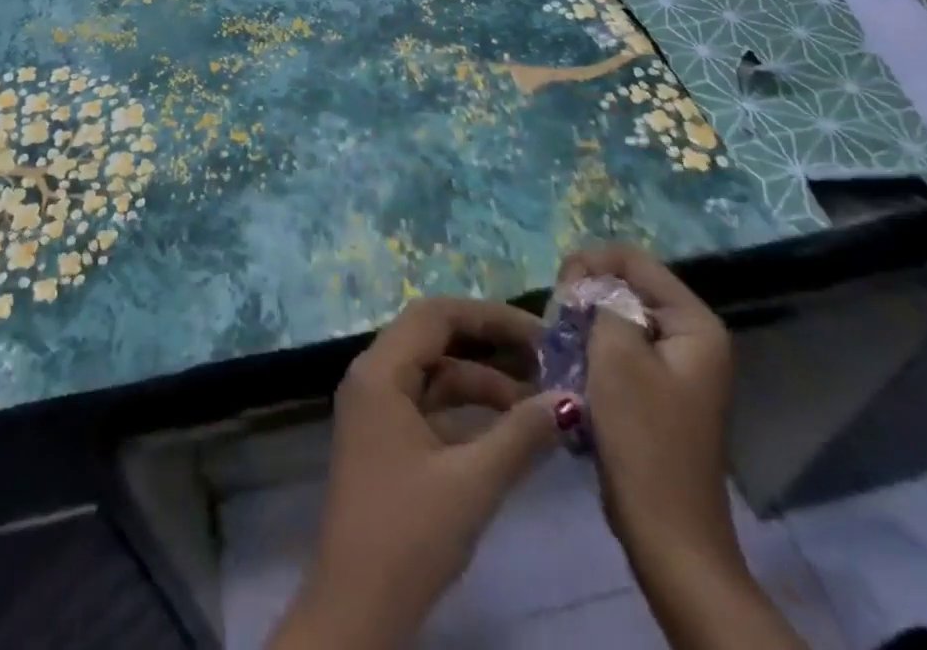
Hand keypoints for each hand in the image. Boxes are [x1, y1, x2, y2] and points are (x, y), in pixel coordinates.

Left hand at [269, 297, 565, 649]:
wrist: (355, 611)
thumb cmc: (408, 536)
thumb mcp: (472, 483)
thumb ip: (522, 436)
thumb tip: (571, 399)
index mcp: (379, 370)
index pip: (436, 314)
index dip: (490, 316)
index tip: (541, 333)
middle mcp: (372, 375)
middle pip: (435, 336)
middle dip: (490, 344)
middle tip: (546, 359)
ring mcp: (376, 407)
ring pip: (434, 372)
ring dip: (483, 381)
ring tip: (540, 400)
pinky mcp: (385, 437)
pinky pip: (429, 402)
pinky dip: (467, 409)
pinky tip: (510, 428)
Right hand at [563, 245, 806, 649]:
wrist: (666, 533)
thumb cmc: (643, 437)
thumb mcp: (616, 354)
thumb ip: (601, 302)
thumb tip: (589, 286)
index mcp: (694, 324)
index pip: (635, 260)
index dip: (592, 263)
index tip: (559, 289)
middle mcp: (692, 338)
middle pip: (628, 286)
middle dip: (587, 294)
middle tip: (557, 318)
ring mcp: (676, 367)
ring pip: (619, 318)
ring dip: (586, 324)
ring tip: (561, 342)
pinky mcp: (657, 392)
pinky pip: (620, 349)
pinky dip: (594, 350)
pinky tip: (573, 367)